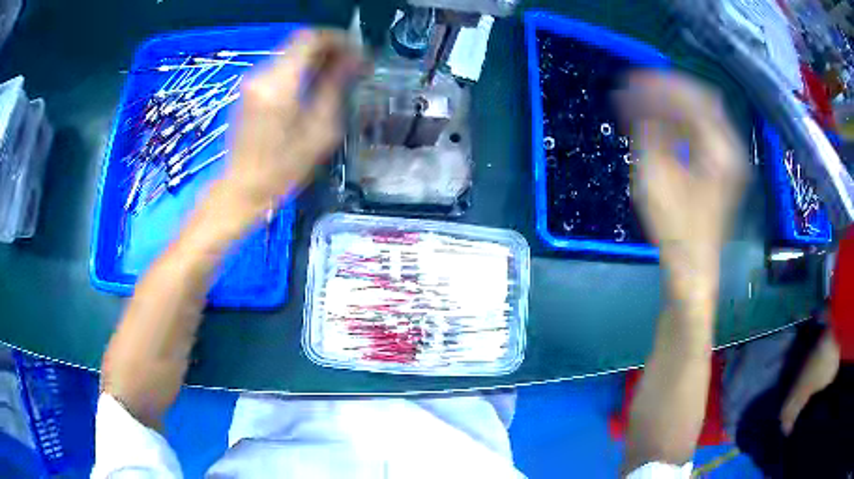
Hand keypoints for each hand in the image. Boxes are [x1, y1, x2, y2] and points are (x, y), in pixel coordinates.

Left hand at [222, 30, 363, 215]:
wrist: (242, 187)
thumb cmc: (283, 168)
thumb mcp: (319, 131)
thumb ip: (335, 88)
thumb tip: (353, 60)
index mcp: (280, 84)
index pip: (310, 39)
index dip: (337, 39)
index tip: (356, 51)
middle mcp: (262, 75)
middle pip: (300, 43)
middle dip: (329, 49)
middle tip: (351, 65)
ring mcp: (252, 81)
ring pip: (290, 53)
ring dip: (315, 58)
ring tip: (336, 75)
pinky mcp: (248, 89)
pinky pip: (280, 67)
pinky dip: (300, 68)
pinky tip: (312, 85)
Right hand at [617, 72, 746, 292]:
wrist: (692, 267)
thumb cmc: (676, 228)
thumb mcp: (655, 176)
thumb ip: (648, 130)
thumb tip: (634, 100)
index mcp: (721, 149)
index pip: (693, 99)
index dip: (661, 85)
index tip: (632, 80)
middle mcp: (731, 148)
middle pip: (702, 100)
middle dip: (669, 89)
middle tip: (638, 85)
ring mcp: (729, 159)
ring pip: (703, 114)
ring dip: (674, 104)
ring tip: (644, 102)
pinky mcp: (722, 168)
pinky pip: (703, 131)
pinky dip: (681, 122)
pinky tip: (661, 123)